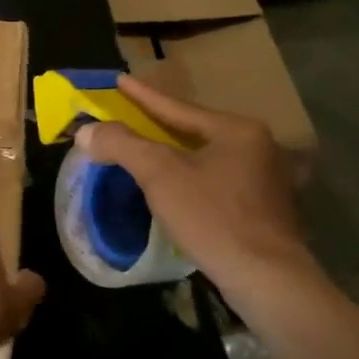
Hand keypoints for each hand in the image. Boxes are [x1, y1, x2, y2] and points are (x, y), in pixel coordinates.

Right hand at [75, 74, 320, 307]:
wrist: (266, 277)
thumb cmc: (213, 217)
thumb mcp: (160, 176)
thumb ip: (122, 145)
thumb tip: (87, 130)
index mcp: (237, 130)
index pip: (179, 108)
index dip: (143, 96)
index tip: (120, 80)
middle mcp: (261, 146)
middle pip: (199, 131)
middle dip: (164, 126)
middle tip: (135, 118)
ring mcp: (271, 179)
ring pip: (213, 158)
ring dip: (183, 154)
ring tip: (157, 153)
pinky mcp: (271, 210)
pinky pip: (225, 182)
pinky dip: (201, 179)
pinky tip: (190, 189)